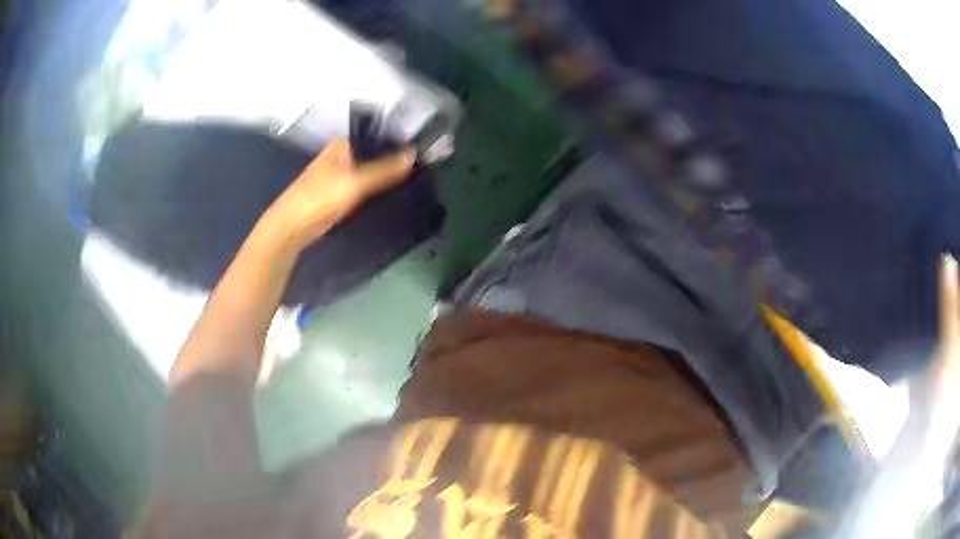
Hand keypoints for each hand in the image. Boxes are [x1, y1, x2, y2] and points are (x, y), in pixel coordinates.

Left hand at [265, 139, 415, 245]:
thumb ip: (385, 169)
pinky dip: (376, 190)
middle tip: (422, 172)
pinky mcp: (338, 194)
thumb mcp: (355, 182)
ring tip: (413, 183)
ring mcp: (339, 175)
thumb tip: (415, 154)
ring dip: (386, 178)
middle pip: (374, 155)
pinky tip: (392, 196)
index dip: (399, 145)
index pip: (378, 138)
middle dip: (395, 163)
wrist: (291, 227)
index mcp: (343, 145)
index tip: (423, 155)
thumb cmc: (319, 198)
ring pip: (370, 172)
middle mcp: (341, 155)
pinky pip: (364, 187)